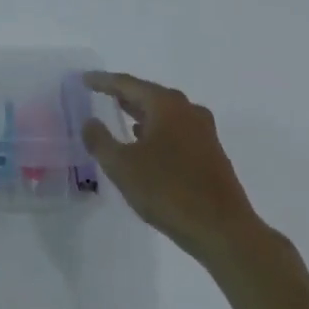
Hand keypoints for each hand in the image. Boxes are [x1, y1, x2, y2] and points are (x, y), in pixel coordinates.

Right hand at [83, 72, 262, 265]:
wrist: (223, 230)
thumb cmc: (168, 191)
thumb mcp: (122, 167)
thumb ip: (100, 141)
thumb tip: (90, 122)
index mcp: (166, 105)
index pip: (128, 84)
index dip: (103, 81)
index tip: (85, 79)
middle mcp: (187, 110)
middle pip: (149, 95)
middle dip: (125, 95)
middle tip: (103, 93)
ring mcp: (203, 131)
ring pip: (165, 113)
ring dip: (142, 113)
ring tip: (122, 116)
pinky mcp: (211, 153)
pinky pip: (177, 130)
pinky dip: (158, 130)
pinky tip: (148, 145)